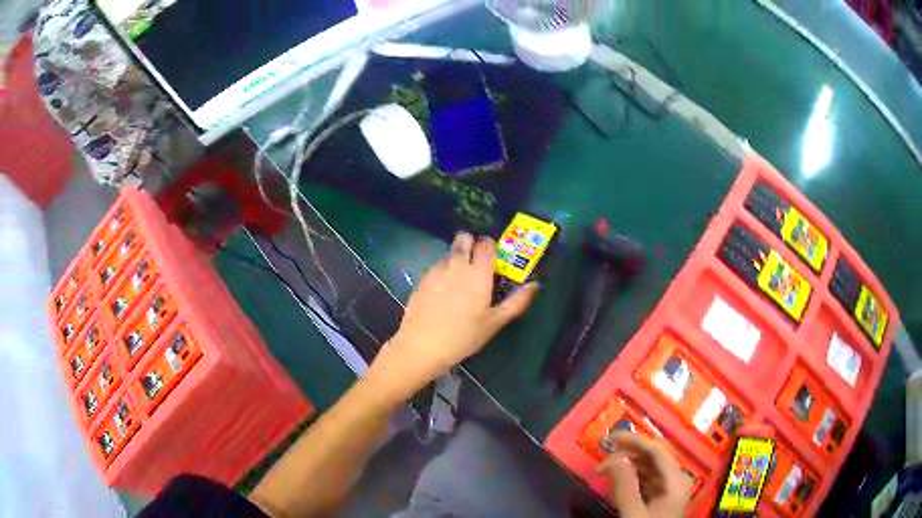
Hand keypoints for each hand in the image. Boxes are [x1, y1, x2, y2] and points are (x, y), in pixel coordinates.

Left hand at [373, 232, 538, 392]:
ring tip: (459, 279)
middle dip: (470, 243)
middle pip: (463, 238)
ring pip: (449, 253)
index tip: (493, 256)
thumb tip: (535, 285)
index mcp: (478, 273)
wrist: (423, 345)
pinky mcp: (422, 279)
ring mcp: (436, 270)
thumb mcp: (495, 322)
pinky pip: (436, 267)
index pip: (485, 244)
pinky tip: (442, 291)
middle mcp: (457, 265)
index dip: (490, 245)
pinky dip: (442, 271)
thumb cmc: (464, 336)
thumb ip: (517, 302)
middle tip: (475, 261)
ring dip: (456, 258)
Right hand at [596, 433, 690, 517]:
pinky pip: (648, 481)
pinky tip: (619, 480)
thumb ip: (625, 486)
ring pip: (651, 469)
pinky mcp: (662, 501)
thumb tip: (617, 458)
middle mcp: (676, 481)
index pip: (657, 451)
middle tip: (603, 455)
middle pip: (655, 457)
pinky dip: (633, 477)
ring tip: (606, 468)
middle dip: (630, 452)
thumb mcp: (633, 514)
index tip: (609, 438)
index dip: (634, 440)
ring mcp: (670, 491)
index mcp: (676, 481)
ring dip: (630, 464)